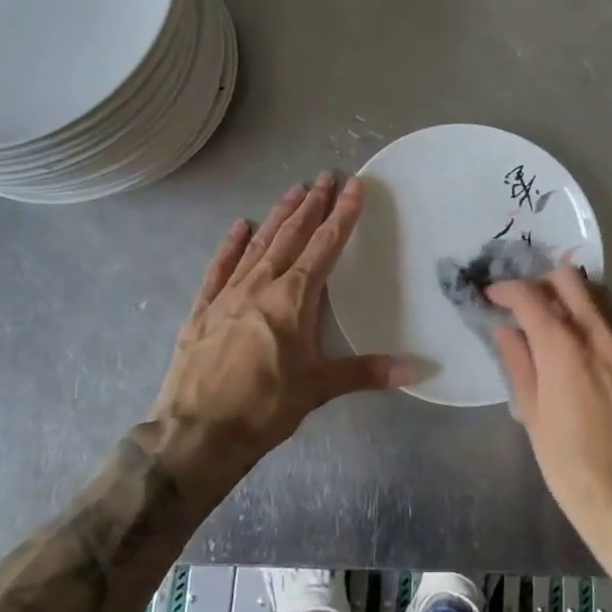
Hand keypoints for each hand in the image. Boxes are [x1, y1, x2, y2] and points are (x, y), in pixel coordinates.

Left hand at [141, 174, 411, 490]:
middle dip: (311, 205)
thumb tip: (416, 370)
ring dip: (278, 216)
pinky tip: (239, 226)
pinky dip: (231, 245)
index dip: (342, 214)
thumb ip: (366, 373)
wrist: (195, 435)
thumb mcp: (319, 389)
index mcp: (293, 297)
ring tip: (293, 190)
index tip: (353, 186)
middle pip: (292, 235)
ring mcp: (228, 294)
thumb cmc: (264, 407)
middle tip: (325, 176)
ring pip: (258, 244)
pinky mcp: (202, 310)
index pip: (325, 245)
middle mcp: (261, 285)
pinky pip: (219, 268)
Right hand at [489, 269, 611, 567]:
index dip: (504, 290)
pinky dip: (590, 313)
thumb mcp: (531, 414)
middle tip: (522, 303)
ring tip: (549, 316)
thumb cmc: (570, 464)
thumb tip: (506, 330)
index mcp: (563, 347)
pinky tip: (576, 339)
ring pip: (596, 292)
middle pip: (568, 278)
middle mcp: (597, 333)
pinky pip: (611, 317)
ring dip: (568, 293)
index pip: (529, 295)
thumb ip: (518, 363)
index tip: (491, 297)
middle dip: (539, 282)